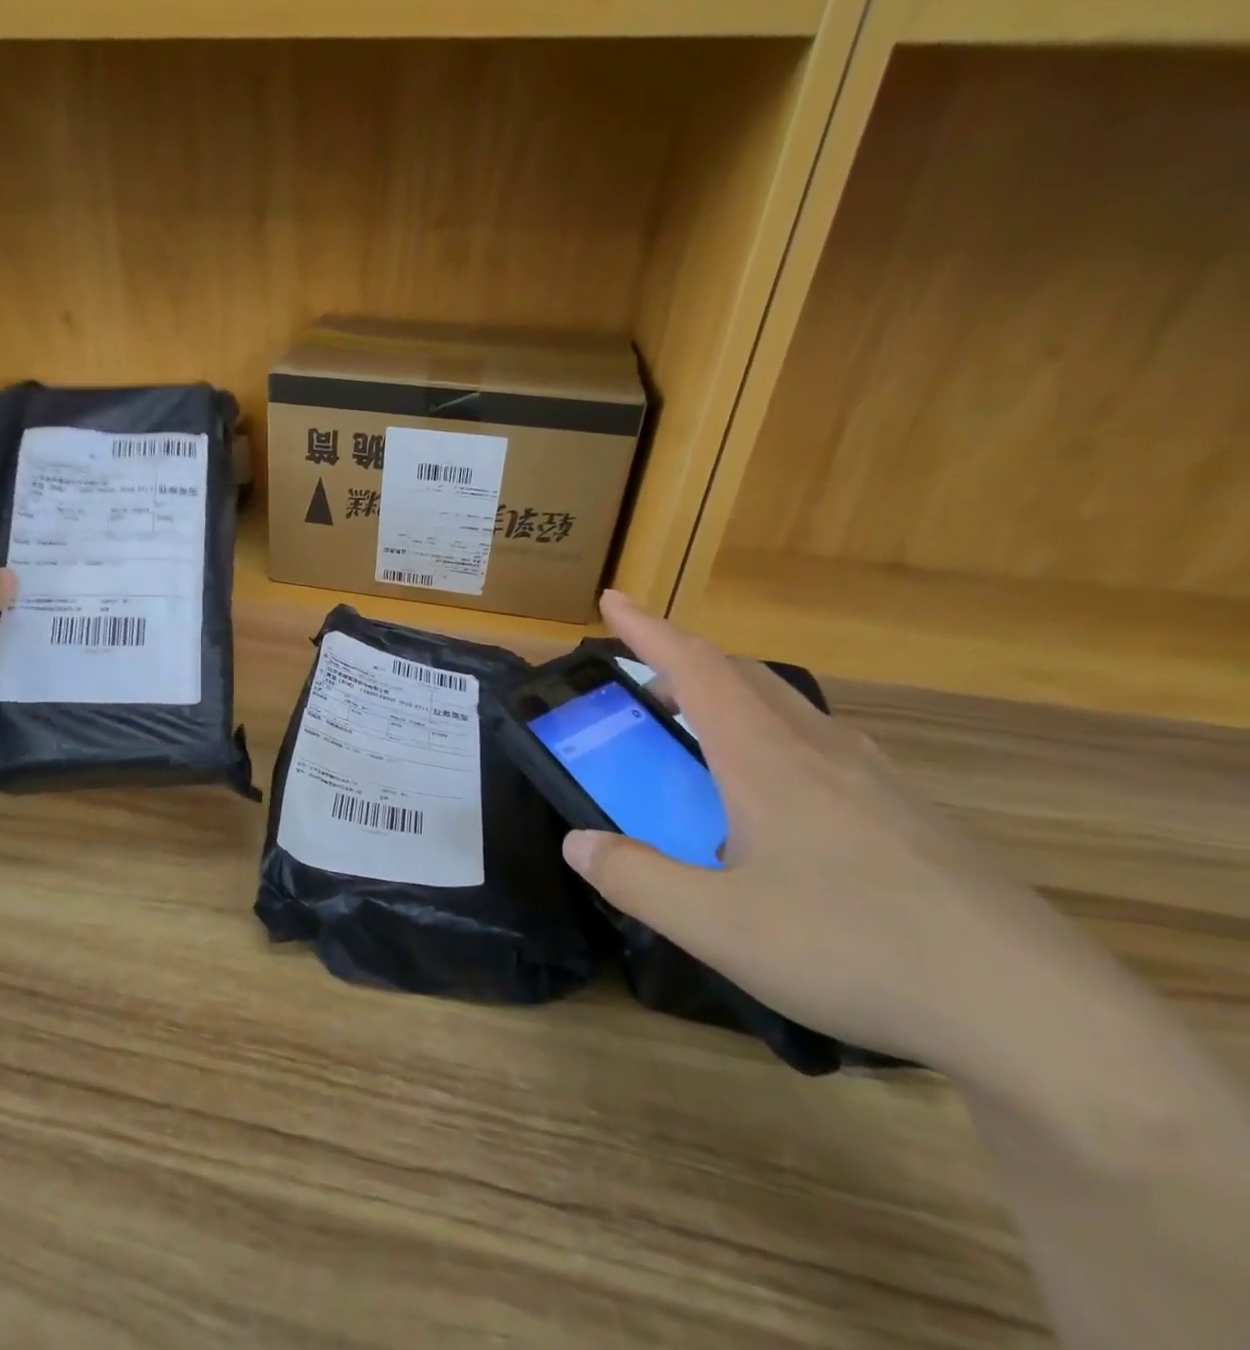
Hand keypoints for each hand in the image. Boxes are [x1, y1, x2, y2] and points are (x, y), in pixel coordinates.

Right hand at [564, 592, 1121, 1077]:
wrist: (1034, 1012)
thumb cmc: (854, 950)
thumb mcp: (716, 926)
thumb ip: (635, 880)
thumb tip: (577, 844)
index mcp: (767, 759)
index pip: (696, 668)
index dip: (648, 630)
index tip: (613, 600)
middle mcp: (821, 752)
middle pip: (745, 677)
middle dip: (686, 662)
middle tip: (646, 681)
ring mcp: (877, 781)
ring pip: (790, 710)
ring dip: (734, 700)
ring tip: (704, 732)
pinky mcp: (914, 815)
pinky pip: (827, 748)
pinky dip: (779, 740)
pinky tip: (784, 797)